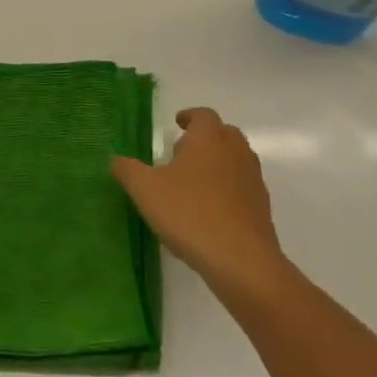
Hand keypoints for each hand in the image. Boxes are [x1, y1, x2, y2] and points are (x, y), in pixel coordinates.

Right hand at [112, 108, 291, 302]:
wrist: (241, 261)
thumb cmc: (190, 213)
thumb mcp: (146, 190)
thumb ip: (128, 170)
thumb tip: (115, 159)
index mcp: (209, 138)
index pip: (203, 115)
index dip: (189, 117)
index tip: (177, 123)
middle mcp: (235, 151)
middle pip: (223, 134)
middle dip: (204, 139)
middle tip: (182, 153)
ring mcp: (252, 180)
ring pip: (235, 161)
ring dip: (217, 164)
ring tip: (193, 183)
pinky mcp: (261, 208)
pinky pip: (242, 188)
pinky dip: (228, 190)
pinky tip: (209, 211)